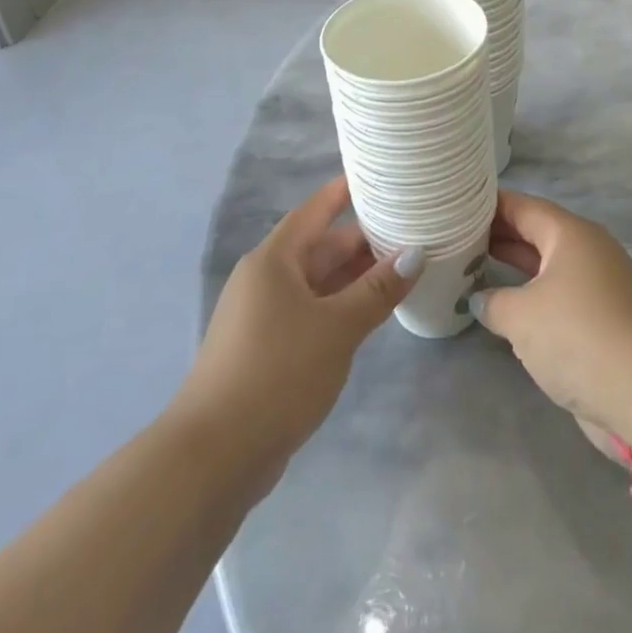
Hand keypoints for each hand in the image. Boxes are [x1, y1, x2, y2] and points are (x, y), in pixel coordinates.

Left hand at [180, 176, 419, 475]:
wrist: (214, 456)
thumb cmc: (278, 373)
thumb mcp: (337, 327)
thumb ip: (377, 289)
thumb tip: (416, 253)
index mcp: (275, 260)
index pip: (317, 210)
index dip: (346, 191)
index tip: (382, 177)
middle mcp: (266, 278)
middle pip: (321, 248)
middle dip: (364, 242)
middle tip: (413, 233)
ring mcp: (264, 315)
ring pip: (318, 283)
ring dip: (356, 279)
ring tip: (404, 271)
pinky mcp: (266, 348)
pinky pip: (311, 312)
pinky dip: (341, 308)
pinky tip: (372, 315)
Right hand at [470, 189, 631, 450]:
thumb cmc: (576, 335)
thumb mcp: (521, 316)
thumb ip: (493, 301)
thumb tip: (479, 298)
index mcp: (570, 233)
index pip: (522, 206)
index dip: (489, 205)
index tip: (456, 205)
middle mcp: (587, 248)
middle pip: (536, 231)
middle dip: (498, 233)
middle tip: (457, 234)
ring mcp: (598, 282)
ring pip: (547, 263)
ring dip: (514, 264)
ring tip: (473, 263)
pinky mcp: (602, 315)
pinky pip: (558, 291)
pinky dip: (531, 292)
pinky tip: (505, 305)